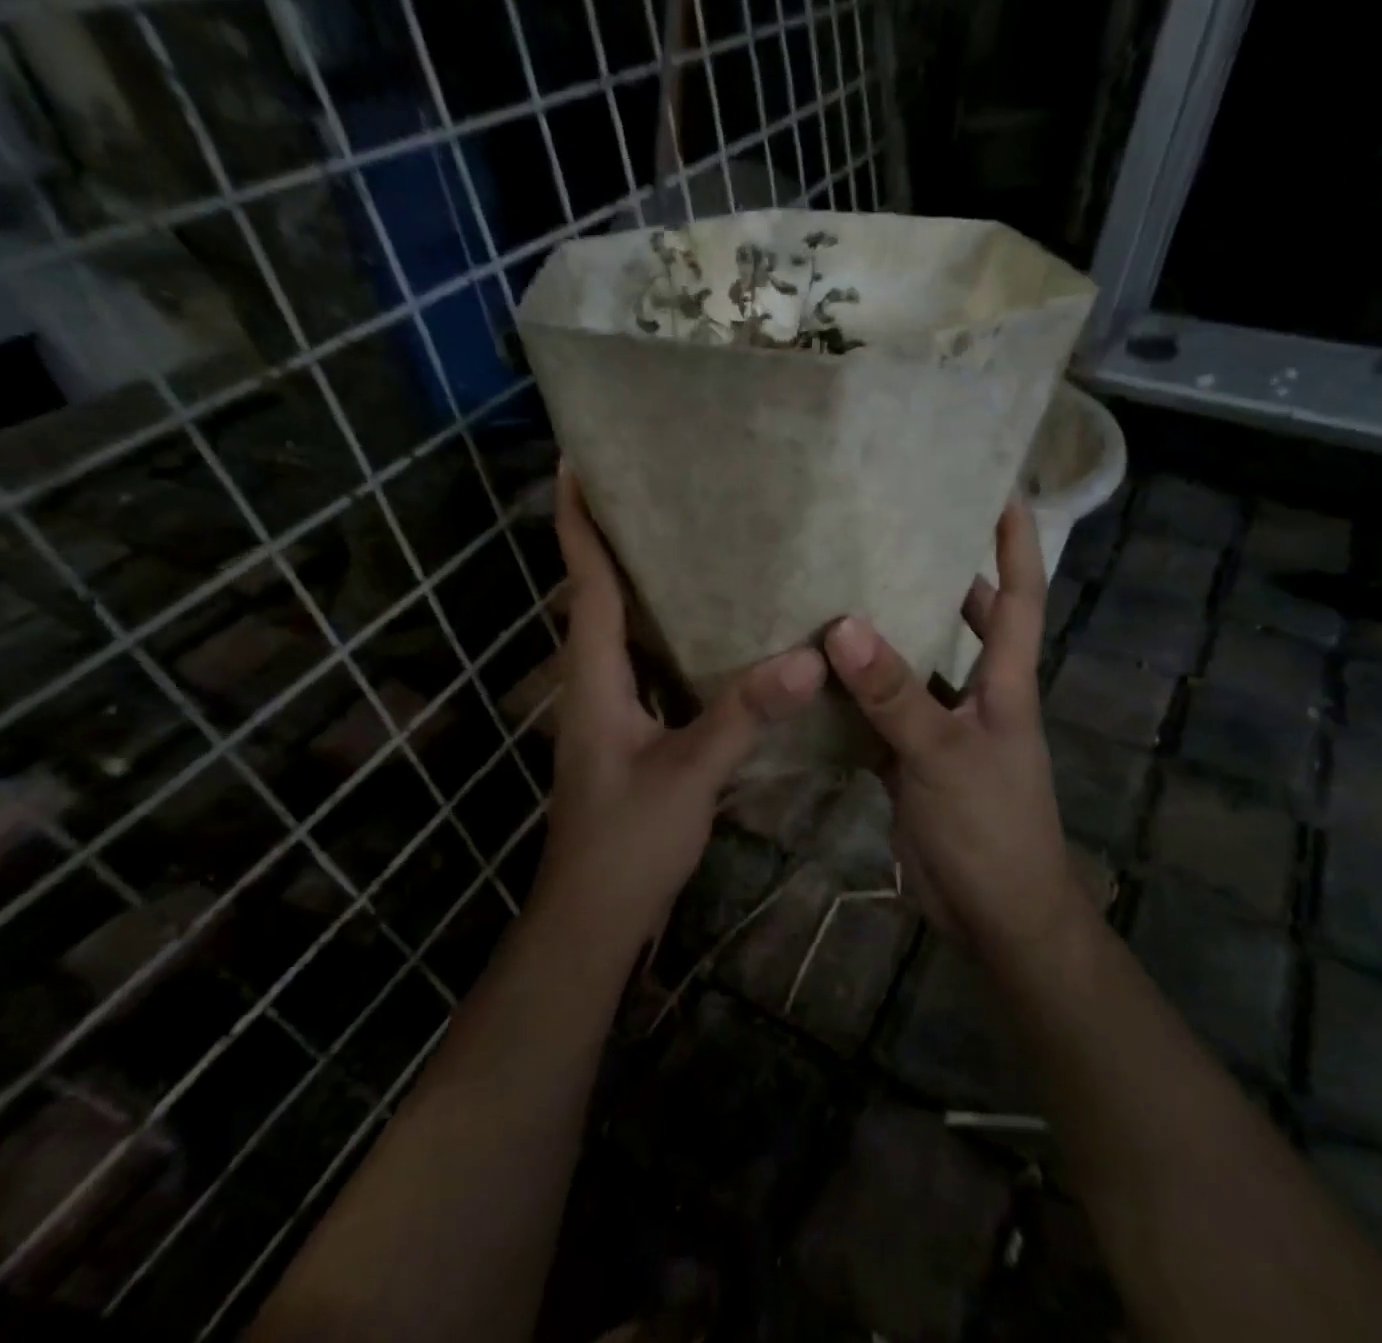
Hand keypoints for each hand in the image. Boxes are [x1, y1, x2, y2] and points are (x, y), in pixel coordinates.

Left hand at [538, 466, 826, 943]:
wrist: (594, 916)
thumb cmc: (626, 842)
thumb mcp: (688, 775)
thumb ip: (742, 714)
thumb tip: (806, 655)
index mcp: (594, 678)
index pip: (585, 585)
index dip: (579, 524)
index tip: (575, 465)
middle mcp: (595, 683)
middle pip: (599, 596)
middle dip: (613, 540)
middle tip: (652, 488)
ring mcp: (611, 710)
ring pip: (624, 631)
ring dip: (641, 584)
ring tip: (685, 540)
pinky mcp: (632, 733)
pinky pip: (649, 665)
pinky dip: (668, 634)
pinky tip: (712, 629)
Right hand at [823, 501, 1086, 954]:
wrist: (995, 916)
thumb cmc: (990, 828)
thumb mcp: (942, 754)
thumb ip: (893, 693)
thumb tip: (842, 624)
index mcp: (1005, 684)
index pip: (1020, 598)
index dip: (1016, 544)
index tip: (1002, 491)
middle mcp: (978, 696)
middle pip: (968, 623)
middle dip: (944, 577)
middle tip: (896, 534)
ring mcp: (943, 730)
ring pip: (914, 668)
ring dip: (887, 636)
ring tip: (841, 590)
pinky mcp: (911, 762)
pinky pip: (880, 714)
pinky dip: (854, 695)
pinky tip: (814, 674)